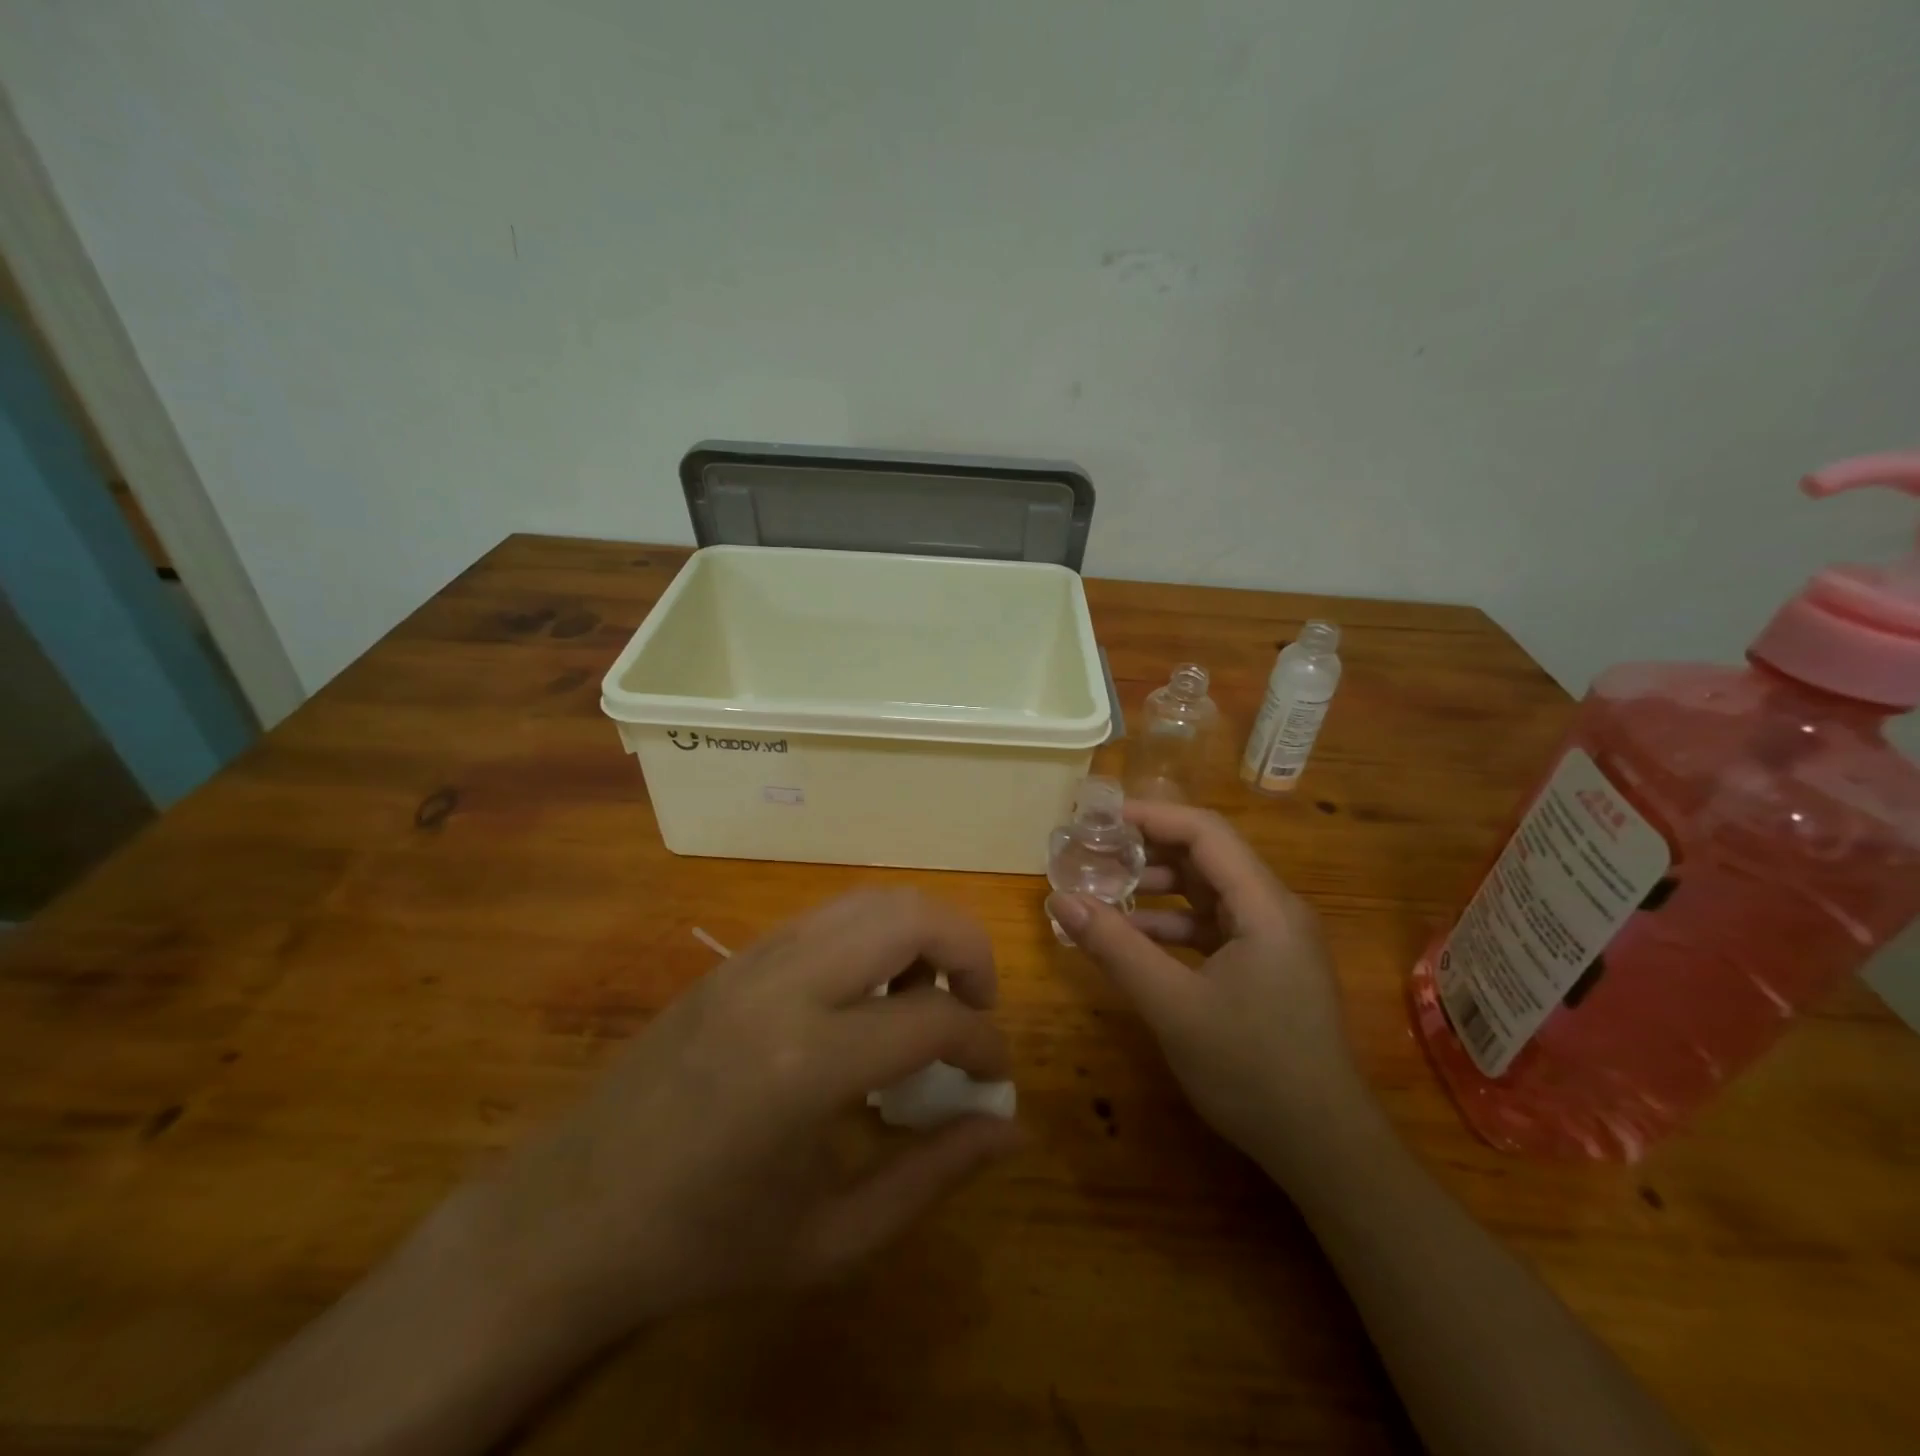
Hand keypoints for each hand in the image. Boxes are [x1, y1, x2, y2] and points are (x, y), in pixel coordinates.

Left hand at [448, 888, 1021, 1347]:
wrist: (574, 1214)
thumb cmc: (705, 1243)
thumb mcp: (832, 1238)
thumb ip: (933, 1175)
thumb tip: (1011, 1126)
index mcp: (808, 1066)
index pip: (934, 1019)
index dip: (985, 1045)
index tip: (993, 1076)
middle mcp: (785, 987)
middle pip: (910, 916)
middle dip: (970, 950)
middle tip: (977, 1008)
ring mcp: (756, 959)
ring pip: (871, 900)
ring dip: (921, 935)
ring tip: (926, 999)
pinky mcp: (737, 956)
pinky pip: (830, 916)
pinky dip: (875, 935)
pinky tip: (868, 996)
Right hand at [1047, 802, 1371, 1172]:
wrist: (1325, 1148)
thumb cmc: (1252, 1070)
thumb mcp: (1172, 1006)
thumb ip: (1115, 947)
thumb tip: (1060, 899)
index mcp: (1264, 906)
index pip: (1205, 832)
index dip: (1151, 816)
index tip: (1098, 820)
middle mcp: (1275, 910)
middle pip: (1207, 856)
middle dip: (1147, 850)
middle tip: (1093, 852)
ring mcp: (1273, 940)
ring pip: (1208, 892)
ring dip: (1157, 888)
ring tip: (1103, 892)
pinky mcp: (1266, 966)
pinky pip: (1214, 926)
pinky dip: (1173, 924)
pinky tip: (1134, 938)